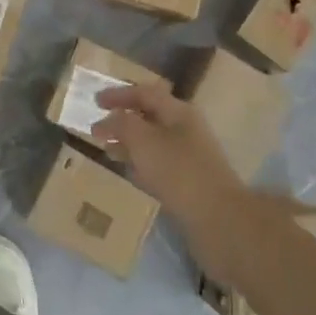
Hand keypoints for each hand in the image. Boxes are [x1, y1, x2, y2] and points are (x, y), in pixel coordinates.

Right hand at [92, 84, 247, 262]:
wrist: (220, 220)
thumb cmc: (179, 172)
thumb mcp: (143, 141)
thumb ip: (122, 124)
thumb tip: (111, 118)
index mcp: (179, 112)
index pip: (145, 93)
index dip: (118, 94)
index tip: (95, 101)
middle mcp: (186, 129)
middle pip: (149, 116)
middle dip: (122, 120)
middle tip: (98, 128)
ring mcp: (190, 156)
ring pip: (152, 142)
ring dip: (129, 143)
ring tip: (107, 150)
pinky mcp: (190, 182)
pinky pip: (159, 164)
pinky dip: (140, 163)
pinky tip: (128, 172)